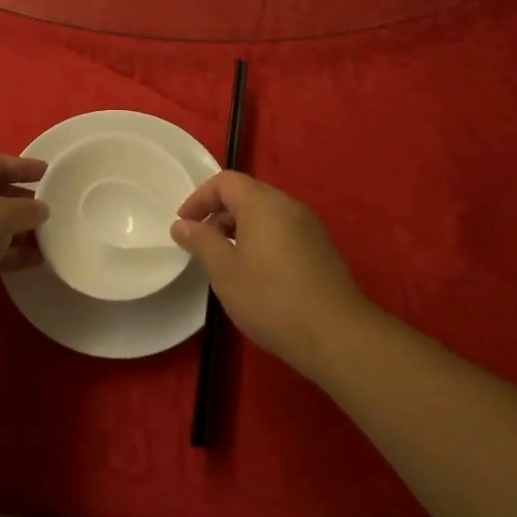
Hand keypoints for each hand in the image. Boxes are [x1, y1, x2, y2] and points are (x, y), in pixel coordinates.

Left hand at [0, 155, 49, 322]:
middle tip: (47, 209)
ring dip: (13, 232)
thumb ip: (26, 209)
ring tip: (45, 239)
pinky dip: (0, 251)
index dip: (23, 167)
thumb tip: (40, 210)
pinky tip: (30, 260)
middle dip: (19, 204)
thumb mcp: (1, 217)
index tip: (48, 172)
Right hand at [172, 171, 372, 378]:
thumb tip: (181, 224)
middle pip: (247, 194)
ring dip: (240, 227)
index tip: (183, 225)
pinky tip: (256, 272)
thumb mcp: (225, 271)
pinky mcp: (320, 247)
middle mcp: (288, 205)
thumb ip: (201, 241)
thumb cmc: (271, 299)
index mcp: (262, 203)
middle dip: (218, 213)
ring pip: (266, 213)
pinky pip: (282, 229)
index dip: (199, 198)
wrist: (336, 334)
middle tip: (202, 243)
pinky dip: (261, 239)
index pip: (225, 181)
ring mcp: (309, 226)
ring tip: (226, 260)